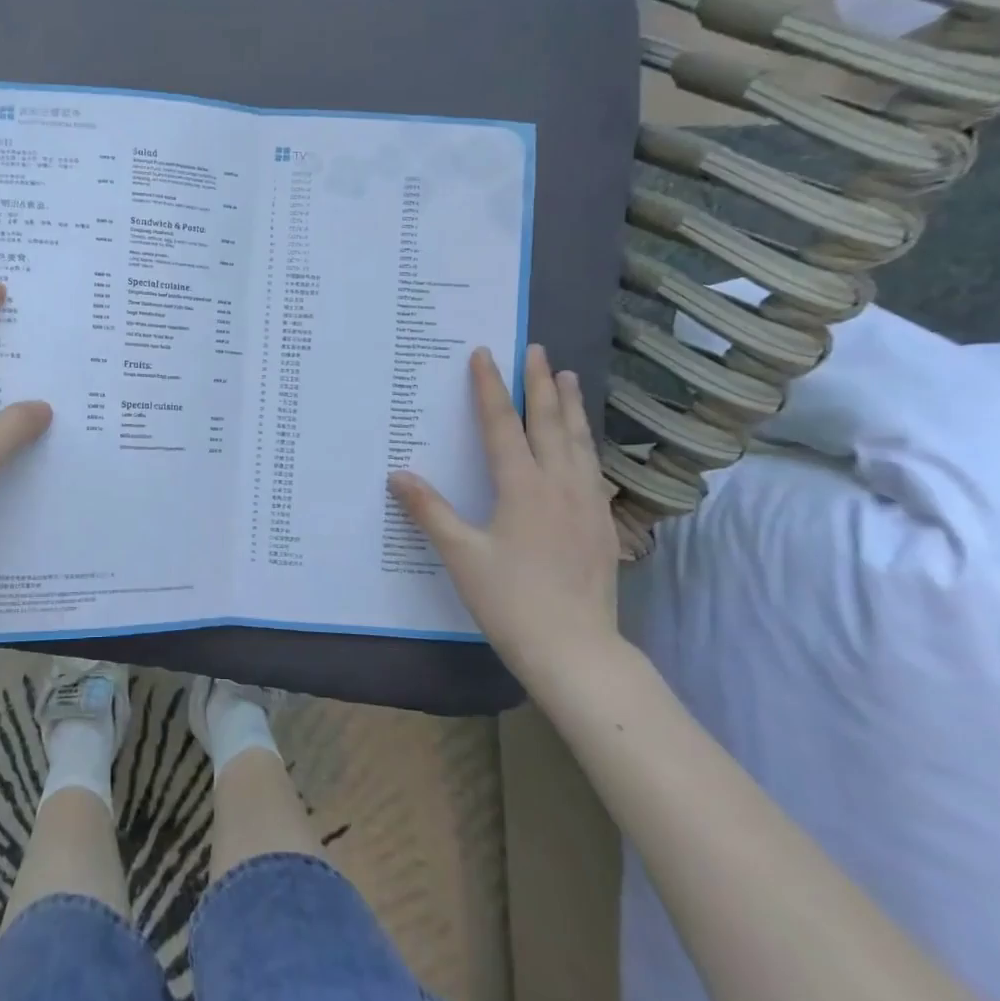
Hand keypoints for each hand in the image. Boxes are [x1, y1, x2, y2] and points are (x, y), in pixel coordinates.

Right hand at [388, 344, 619, 685]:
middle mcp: (560, 485)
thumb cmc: (511, 601)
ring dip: (570, 407)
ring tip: (568, 377)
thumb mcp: (461, 555)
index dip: (491, 388)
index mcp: (523, 488)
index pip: (503, 425)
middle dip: (540, 384)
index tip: (485, 355)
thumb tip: (397, 474)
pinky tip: (584, 446)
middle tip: (537, 350)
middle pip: (550, 423)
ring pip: (579, 442)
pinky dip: (585, 444)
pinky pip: (593, 469)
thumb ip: (430, 511)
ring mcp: (587, 505)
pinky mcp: (602, 526)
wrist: (576, 650)